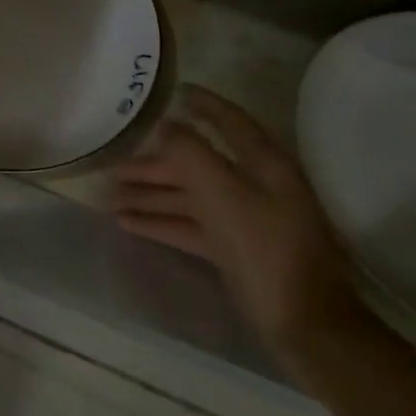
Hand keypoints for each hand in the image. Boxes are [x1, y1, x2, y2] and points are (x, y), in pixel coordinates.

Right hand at [113, 86, 366, 365]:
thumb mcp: (222, 194)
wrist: (305, 324)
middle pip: (199, 164)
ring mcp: (247, 219)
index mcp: (263, 164)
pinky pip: (192, 226)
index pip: (229, 122)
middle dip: (156, 164)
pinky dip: (162, 222)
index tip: (173, 92)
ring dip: (151, 195)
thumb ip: (190, 154)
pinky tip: (128, 224)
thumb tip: (166, 124)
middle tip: (114, 166)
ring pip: (191, 196)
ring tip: (110, 197)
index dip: (202, 105)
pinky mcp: (237, 249)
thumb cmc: (264, 248)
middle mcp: (256, 186)